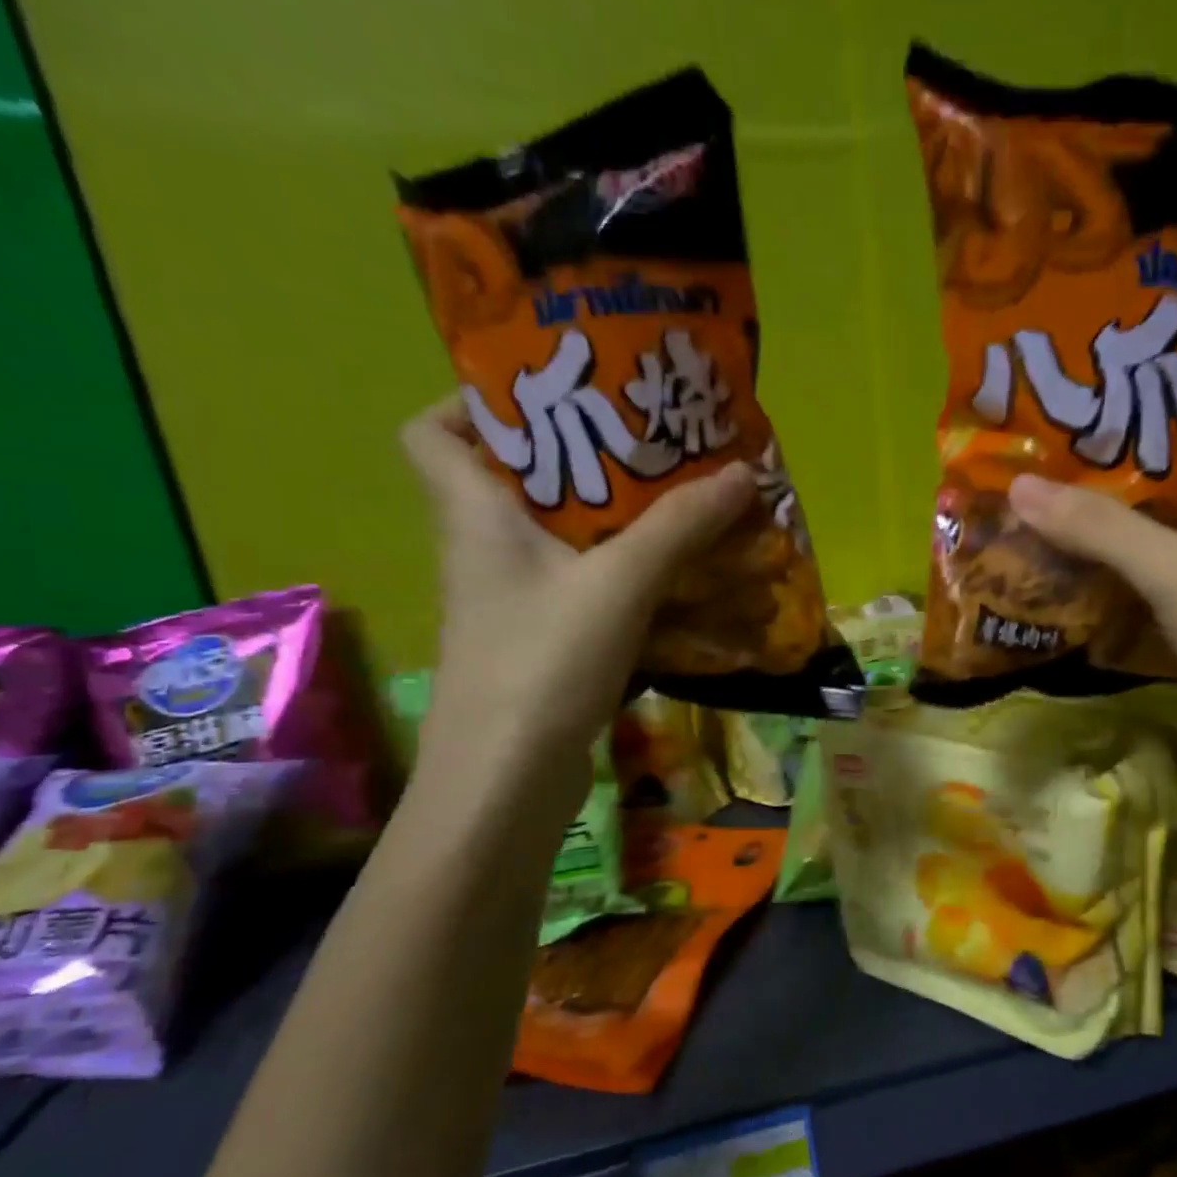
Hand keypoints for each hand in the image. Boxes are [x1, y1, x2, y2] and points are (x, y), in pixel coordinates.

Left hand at [401, 394, 755, 784]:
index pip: (433, 431)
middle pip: (515, 479)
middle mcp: (484, 550)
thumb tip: (743, 472)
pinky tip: (676, 574)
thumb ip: (680, 525)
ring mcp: (515, 601)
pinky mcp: (545, 641)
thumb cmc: (542, 661)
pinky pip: (585, 584)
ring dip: (615, 518)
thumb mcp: (618, 581)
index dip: (476, 401)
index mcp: (474, 514)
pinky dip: (625, 572)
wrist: (507, 782)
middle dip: (582, 455)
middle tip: (650, 441)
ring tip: (678, 500)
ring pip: (559, 536)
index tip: (551, 395)